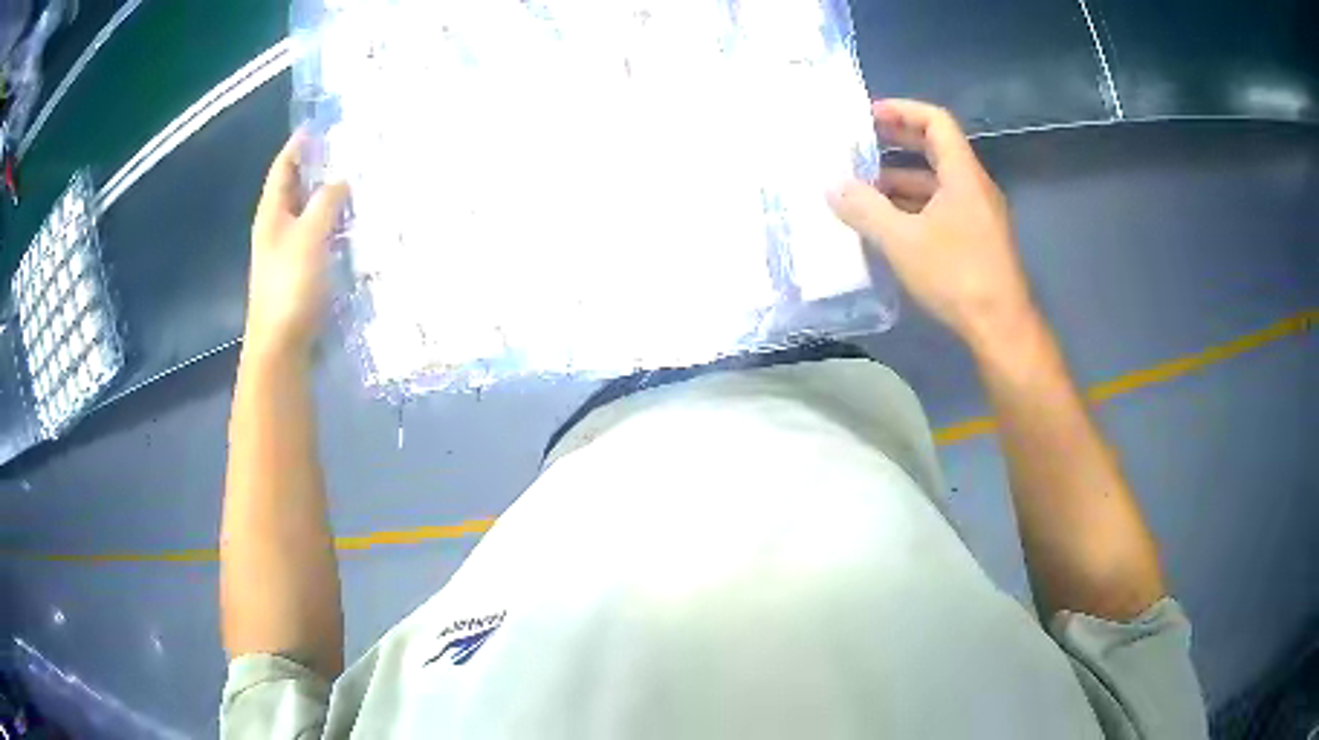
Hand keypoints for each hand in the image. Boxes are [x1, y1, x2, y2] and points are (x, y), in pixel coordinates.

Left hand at [246, 132, 349, 360]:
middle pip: (293, 188)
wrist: (281, 345)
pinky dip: (330, 223)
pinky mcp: (299, 272)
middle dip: (314, 167)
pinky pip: (316, 235)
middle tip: (344, 150)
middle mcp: (275, 228)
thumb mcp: (309, 235)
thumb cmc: (290, 285)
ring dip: (325, 196)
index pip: (283, 168)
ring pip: (306, 212)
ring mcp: (286, 252)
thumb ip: (326, 202)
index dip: (298, 145)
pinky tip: (349, 224)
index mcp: (271, 213)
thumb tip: (341, 180)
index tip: (318, 126)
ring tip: (354, 181)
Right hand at [829, 99, 1036, 349]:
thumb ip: (865, 209)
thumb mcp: (902, 241)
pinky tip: (887, 225)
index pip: (936, 121)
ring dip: (900, 180)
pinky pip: (941, 208)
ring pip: (936, 183)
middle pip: (935, 148)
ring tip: (862, 189)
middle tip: (860, 145)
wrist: (1000, 327)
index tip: (869, 116)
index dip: (902, 110)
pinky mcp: (976, 239)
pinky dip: (913, 207)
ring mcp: (977, 214)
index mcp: (962, 174)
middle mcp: (973, 186)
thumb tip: (833, 187)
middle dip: (897, 142)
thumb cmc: (956, 275)